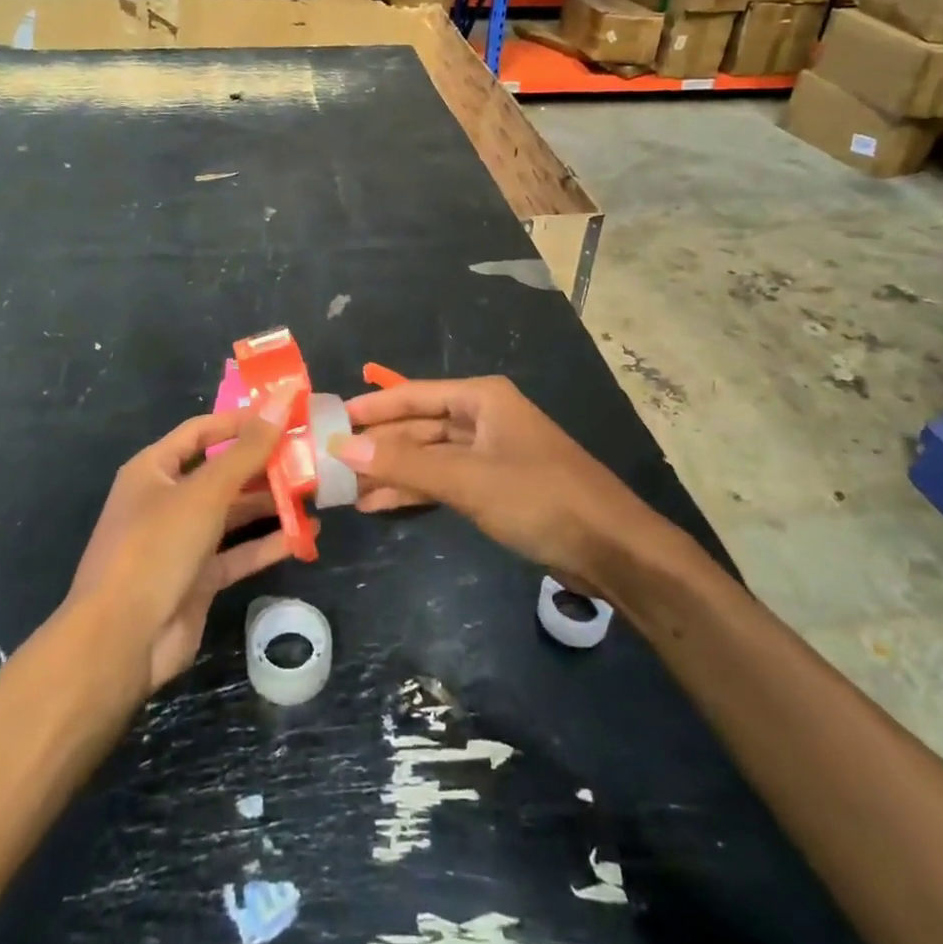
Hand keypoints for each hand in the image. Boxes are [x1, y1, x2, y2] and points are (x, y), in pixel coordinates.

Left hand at [69, 390, 298, 692]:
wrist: (120, 641)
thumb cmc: (156, 547)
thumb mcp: (205, 492)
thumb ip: (248, 449)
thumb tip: (282, 399)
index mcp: (154, 469)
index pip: (202, 430)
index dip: (241, 421)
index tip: (285, 414)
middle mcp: (166, 500)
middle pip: (221, 472)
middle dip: (263, 464)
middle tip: (309, 454)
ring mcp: (181, 541)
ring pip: (233, 513)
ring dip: (270, 503)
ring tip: (315, 491)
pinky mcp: (198, 578)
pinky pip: (238, 552)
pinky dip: (268, 543)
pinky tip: (306, 535)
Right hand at [339, 376, 652, 588]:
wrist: (612, 548)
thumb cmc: (540, 497)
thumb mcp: (467, 479)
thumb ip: (405, 464)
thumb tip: (342, 448)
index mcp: (481, 398)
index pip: (412, 395)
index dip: (371, 408)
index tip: (330, 421)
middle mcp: (483, 417)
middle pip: (418, 426)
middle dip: (379, 445)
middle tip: (331, 463)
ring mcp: (489, 453)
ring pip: (429, 457)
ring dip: (392, 473)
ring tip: (348, 493)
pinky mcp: (495, 486)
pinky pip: (444, 481)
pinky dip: (416, 491)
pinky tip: (382, 505)